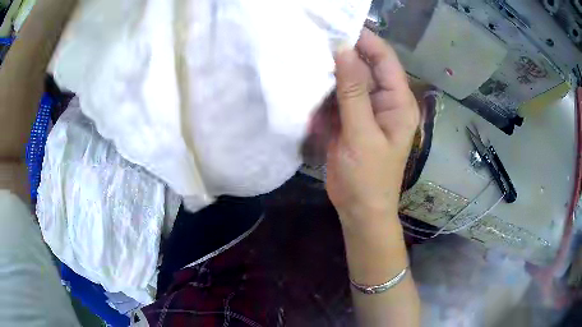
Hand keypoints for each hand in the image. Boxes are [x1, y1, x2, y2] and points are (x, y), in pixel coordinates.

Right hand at [326, 29, 418, 224]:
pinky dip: (323, 94)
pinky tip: (307, 89)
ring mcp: (365, 110)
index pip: (384, 59)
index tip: (337, 25)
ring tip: (305, 59)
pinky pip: (336, 98)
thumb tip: (343, 50)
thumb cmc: (368, 178)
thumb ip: (353, 92)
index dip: (364, 39)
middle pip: (364, 67)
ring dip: (329, 74)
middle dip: (342, 55)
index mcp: (398, 101)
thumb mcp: (361, 134)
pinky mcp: (350, 120)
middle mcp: (384, 100)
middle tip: (314, 40)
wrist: (359, 210)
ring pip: (347, 81)